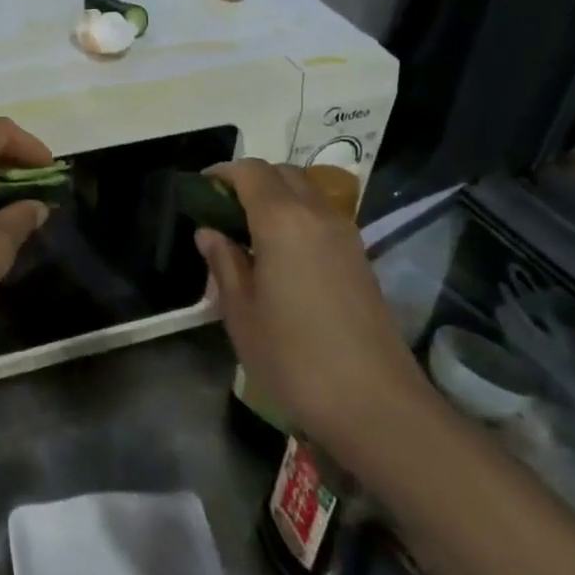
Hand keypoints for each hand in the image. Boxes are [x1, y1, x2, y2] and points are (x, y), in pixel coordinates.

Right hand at [195, 160, 433, 463]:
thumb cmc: (293, 357)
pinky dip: (297, 217)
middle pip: (282, 173)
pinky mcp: (360, 257)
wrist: (375, 403)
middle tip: (222, 212)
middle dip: (250, 181)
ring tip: (249, 234)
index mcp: (282, 221)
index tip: (199, 191)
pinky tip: (281, 256)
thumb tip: (210, 232)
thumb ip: (223, 262)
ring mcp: (345, 235)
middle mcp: (317, 215)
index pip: (250, 171)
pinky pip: (322, 216)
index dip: (221, 173)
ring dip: (275, 197)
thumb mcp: (241, 312)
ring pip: (306, 192)